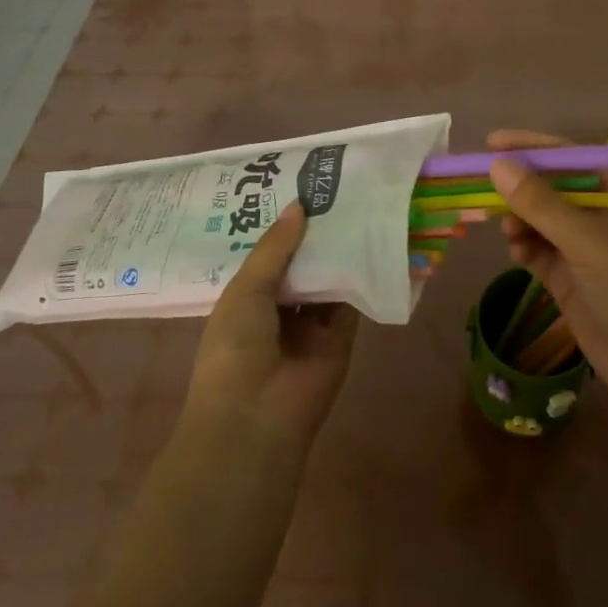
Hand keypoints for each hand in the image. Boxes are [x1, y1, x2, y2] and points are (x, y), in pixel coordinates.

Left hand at [185, 202, 358, 450]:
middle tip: (336, 190)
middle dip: (315, 235)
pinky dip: (361, 277)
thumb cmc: (234, 348)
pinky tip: (372, 241)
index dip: (284, 227)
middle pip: (302, 265)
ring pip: (328, 280)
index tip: (301, 189)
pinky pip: (352, 303)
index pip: (269, 255)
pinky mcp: (340, 338)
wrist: (256, 417)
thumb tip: (299, 206)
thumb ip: (274, 248)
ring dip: (339, 252)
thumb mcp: (245, 290)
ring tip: (358, 206)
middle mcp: (279, 309)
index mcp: (247, 299)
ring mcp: (311, 325)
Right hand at [488, 130, 607, 398]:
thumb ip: (539, 202)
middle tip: (484, 188)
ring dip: (520, 220)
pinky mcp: (567, 274)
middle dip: (519, 187)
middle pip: (549, 186)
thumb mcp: (586, 239)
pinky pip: (536, 249)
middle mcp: (599, 212)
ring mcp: (582, 244)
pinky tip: (519, 255)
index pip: (569, 155)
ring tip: (510, 232)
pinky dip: (524, 247)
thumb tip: (496, 165)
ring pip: (538, 218)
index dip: (532, 146)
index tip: (493, 142)